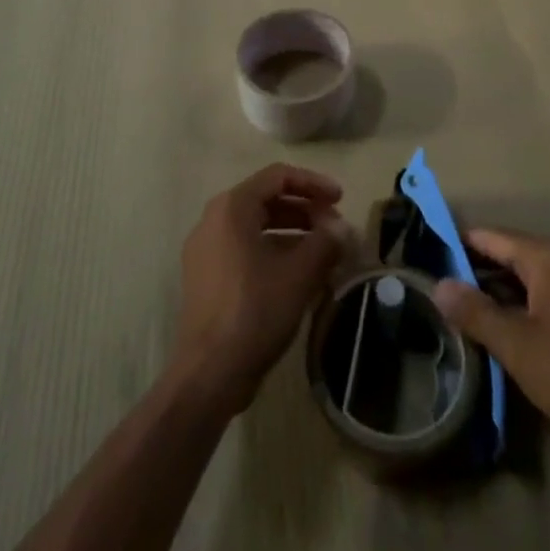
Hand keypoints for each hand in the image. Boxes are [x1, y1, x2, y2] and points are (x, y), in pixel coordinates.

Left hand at [171, 164, 348, 417]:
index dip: (313, 183)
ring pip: (257, 226)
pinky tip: (299, 275)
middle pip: (267, 199)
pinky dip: (274, 252)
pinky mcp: (206, 277)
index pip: (278, 176)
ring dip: (293, 233)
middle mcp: (214, 219)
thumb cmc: (255, 312)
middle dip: (305, 210)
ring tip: (324, 252)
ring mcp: (206, 249)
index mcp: (232, 207)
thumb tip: (343, 228)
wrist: (208, 374)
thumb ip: (326, 243)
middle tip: (335, 228)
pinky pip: (245, 249)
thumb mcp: (299, 274)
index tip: (341, 199)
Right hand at [433, 229, 549, 454]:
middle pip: (513, 254)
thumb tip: (438, 284)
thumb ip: (474, 311)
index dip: (460, 244)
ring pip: (532, 278)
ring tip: (468, 309)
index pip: (493, 237)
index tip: (431, 254)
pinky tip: (509, 330)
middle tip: (443, 286)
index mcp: (549, 257)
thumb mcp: (515, 344)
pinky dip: (526, 305)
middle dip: (479, 270)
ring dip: (502, 291)